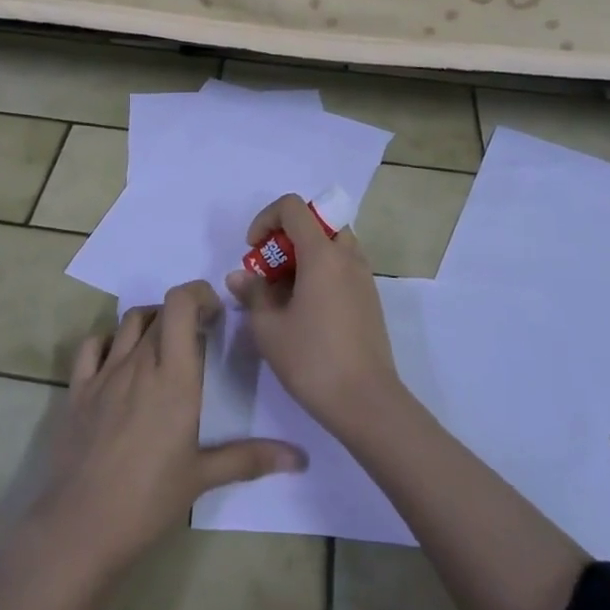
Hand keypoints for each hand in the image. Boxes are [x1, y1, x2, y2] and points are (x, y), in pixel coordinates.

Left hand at [30, 280, 305, 581]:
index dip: (199, 294)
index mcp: (174, 376)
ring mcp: (105, 373)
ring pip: (129, 322)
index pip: (181, 303)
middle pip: (160, 311)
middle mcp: (139, 363)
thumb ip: (251, 459)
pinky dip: (110, 340)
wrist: (81, 526)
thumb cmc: (149, 500)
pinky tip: (120, 360)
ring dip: (151, 321)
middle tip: (200, 337)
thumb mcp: (203, 477)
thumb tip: (301, 458)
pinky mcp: (78, 389)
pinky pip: (92, 345)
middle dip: (183, 313)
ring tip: (164, 345)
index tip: (216, 314)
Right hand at [226, 195, 402, 435]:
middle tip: (270, 270)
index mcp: (322, 254)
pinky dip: (322, 273)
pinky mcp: (370, 299)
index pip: (294, 207)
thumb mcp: (268, 327)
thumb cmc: (312, 359)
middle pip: (317, 223)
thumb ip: (252, 293)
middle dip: (287, 237)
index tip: (253, 250)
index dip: (266, 219)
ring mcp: (363, 277)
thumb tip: (239, 276)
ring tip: (285, 292)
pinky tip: (306, 310)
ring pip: (332, 245)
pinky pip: (343, 267)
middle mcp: (347, 256)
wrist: (366, 402)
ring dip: (306, 255)